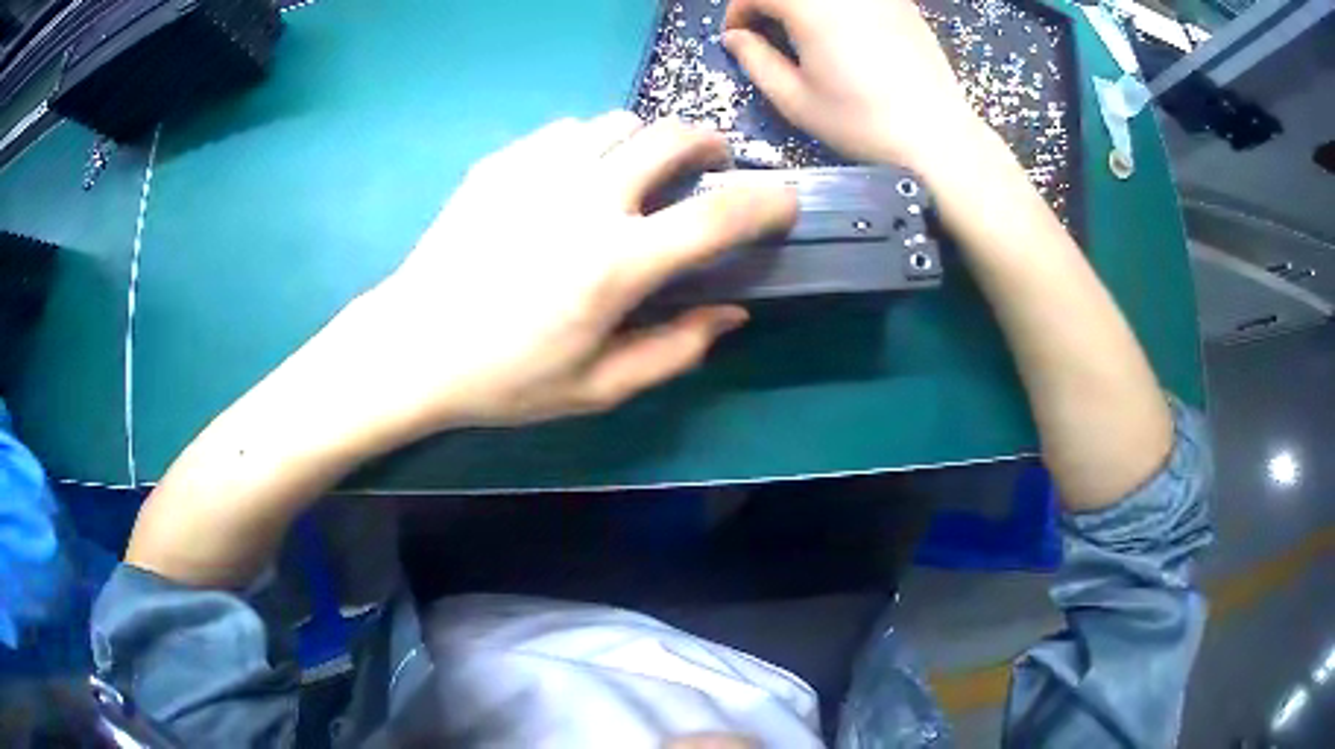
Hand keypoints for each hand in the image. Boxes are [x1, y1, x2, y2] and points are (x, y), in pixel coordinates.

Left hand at [314, 112, 795, 443]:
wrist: (412, 347)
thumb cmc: (505, 378)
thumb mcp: (597, 388)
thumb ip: (674, 350)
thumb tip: (731, 314)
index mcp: (616, 264)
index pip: (718, 218)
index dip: (767, 203)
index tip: (785, 200)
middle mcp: (585, 200)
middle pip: (672, 137)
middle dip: (708, 144)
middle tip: (710, 164)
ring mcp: (538, 171)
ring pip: (618, 123)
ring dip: (644, 143)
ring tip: (635, 172)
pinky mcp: (501, 162)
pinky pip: (566, 131)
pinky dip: (589, 145)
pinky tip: (571, 179)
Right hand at [723, 0, 981, 172]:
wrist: (937, 137)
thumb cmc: (862, 123)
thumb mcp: (796, 100)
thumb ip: (756, 60)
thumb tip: (736, 38)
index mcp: (811, 6)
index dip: (738, 12)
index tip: (738, 39)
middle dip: (769, 6)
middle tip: (768, 35)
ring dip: (803, 7)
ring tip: (806, 35)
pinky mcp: (902, 4)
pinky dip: (837, 8)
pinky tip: (844, 34)